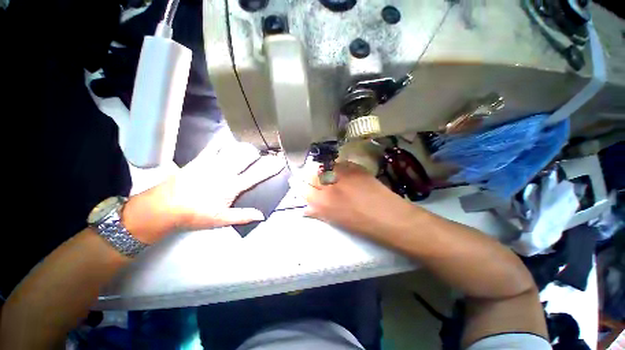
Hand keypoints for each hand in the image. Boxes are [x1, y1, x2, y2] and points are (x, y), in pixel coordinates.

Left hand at [123, 143, 284, 243]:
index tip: (280, 162)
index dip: (270, 168)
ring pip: (232, 149)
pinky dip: (221, 141)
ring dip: (243, 147)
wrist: (163, 207)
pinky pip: (213, 147)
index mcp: (232, 186)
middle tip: (265, 152)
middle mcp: (225, 172)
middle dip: (258, 153)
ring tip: (250, 145)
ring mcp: (212, 164)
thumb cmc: (194, 215)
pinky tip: (226, 137)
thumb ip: (243, 216)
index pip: (257, 175)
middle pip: (246, 157)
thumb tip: (262, 215)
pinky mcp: (199, 160)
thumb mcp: (221, 220)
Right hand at [296, 162, 416, 236]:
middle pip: (310, 174)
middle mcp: (329, 185)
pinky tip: (340, 171)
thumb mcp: (335, 221)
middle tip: (310, 176)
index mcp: (322, 202)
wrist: (387, 215)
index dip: (297, 183)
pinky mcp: (354, 167)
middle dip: (307, 174)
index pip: (302, 188)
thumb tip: (305, 209)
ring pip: (324, 166)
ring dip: (321, 169)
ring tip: (325, 173)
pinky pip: (339, 164)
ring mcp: (342, 174)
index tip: (295, 180)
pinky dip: (336, 167)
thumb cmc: (360, 224)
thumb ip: (318, 212)